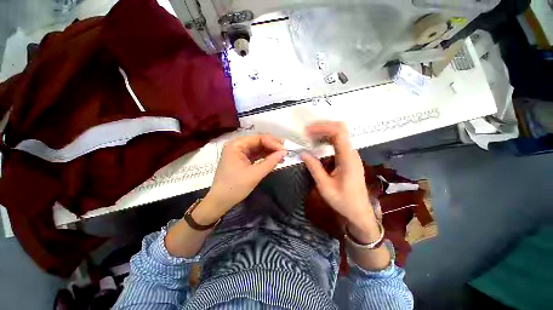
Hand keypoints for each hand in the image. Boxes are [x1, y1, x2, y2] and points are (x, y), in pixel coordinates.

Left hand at [193, 135, 286, 223]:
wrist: (220, 201)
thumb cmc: (235, 187)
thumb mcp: (255, 174)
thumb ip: (270, 162)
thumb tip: (284, 153)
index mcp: (236, 145)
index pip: (258, 138)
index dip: (272, 142)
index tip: (284, 150)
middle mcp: (237, 146)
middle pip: (258, 141)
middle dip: (272, 146)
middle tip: (285, 151)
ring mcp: (239, 153)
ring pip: (258, 148)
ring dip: (270, 151)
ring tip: (282, 156)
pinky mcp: (242, 160)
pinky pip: (255, 155)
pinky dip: (265, 157)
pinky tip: (274, 159)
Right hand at [301, 121, 379, 241]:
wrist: (359, 211)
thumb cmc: (343, 201)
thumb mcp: (325, 186)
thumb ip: (314, 168)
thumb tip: (303, 153)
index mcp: (348, 159)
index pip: (338, 133)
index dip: (323, 127)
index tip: (307, 130)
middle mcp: (351, 153)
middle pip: (339, 130)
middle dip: (322, 127)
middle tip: (306, 131)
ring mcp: (351, 155)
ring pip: (339, 135)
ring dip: (324, 132)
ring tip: (309, 136)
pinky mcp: (348, 158)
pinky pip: (338, 142)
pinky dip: (326, 139)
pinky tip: (317, 144)